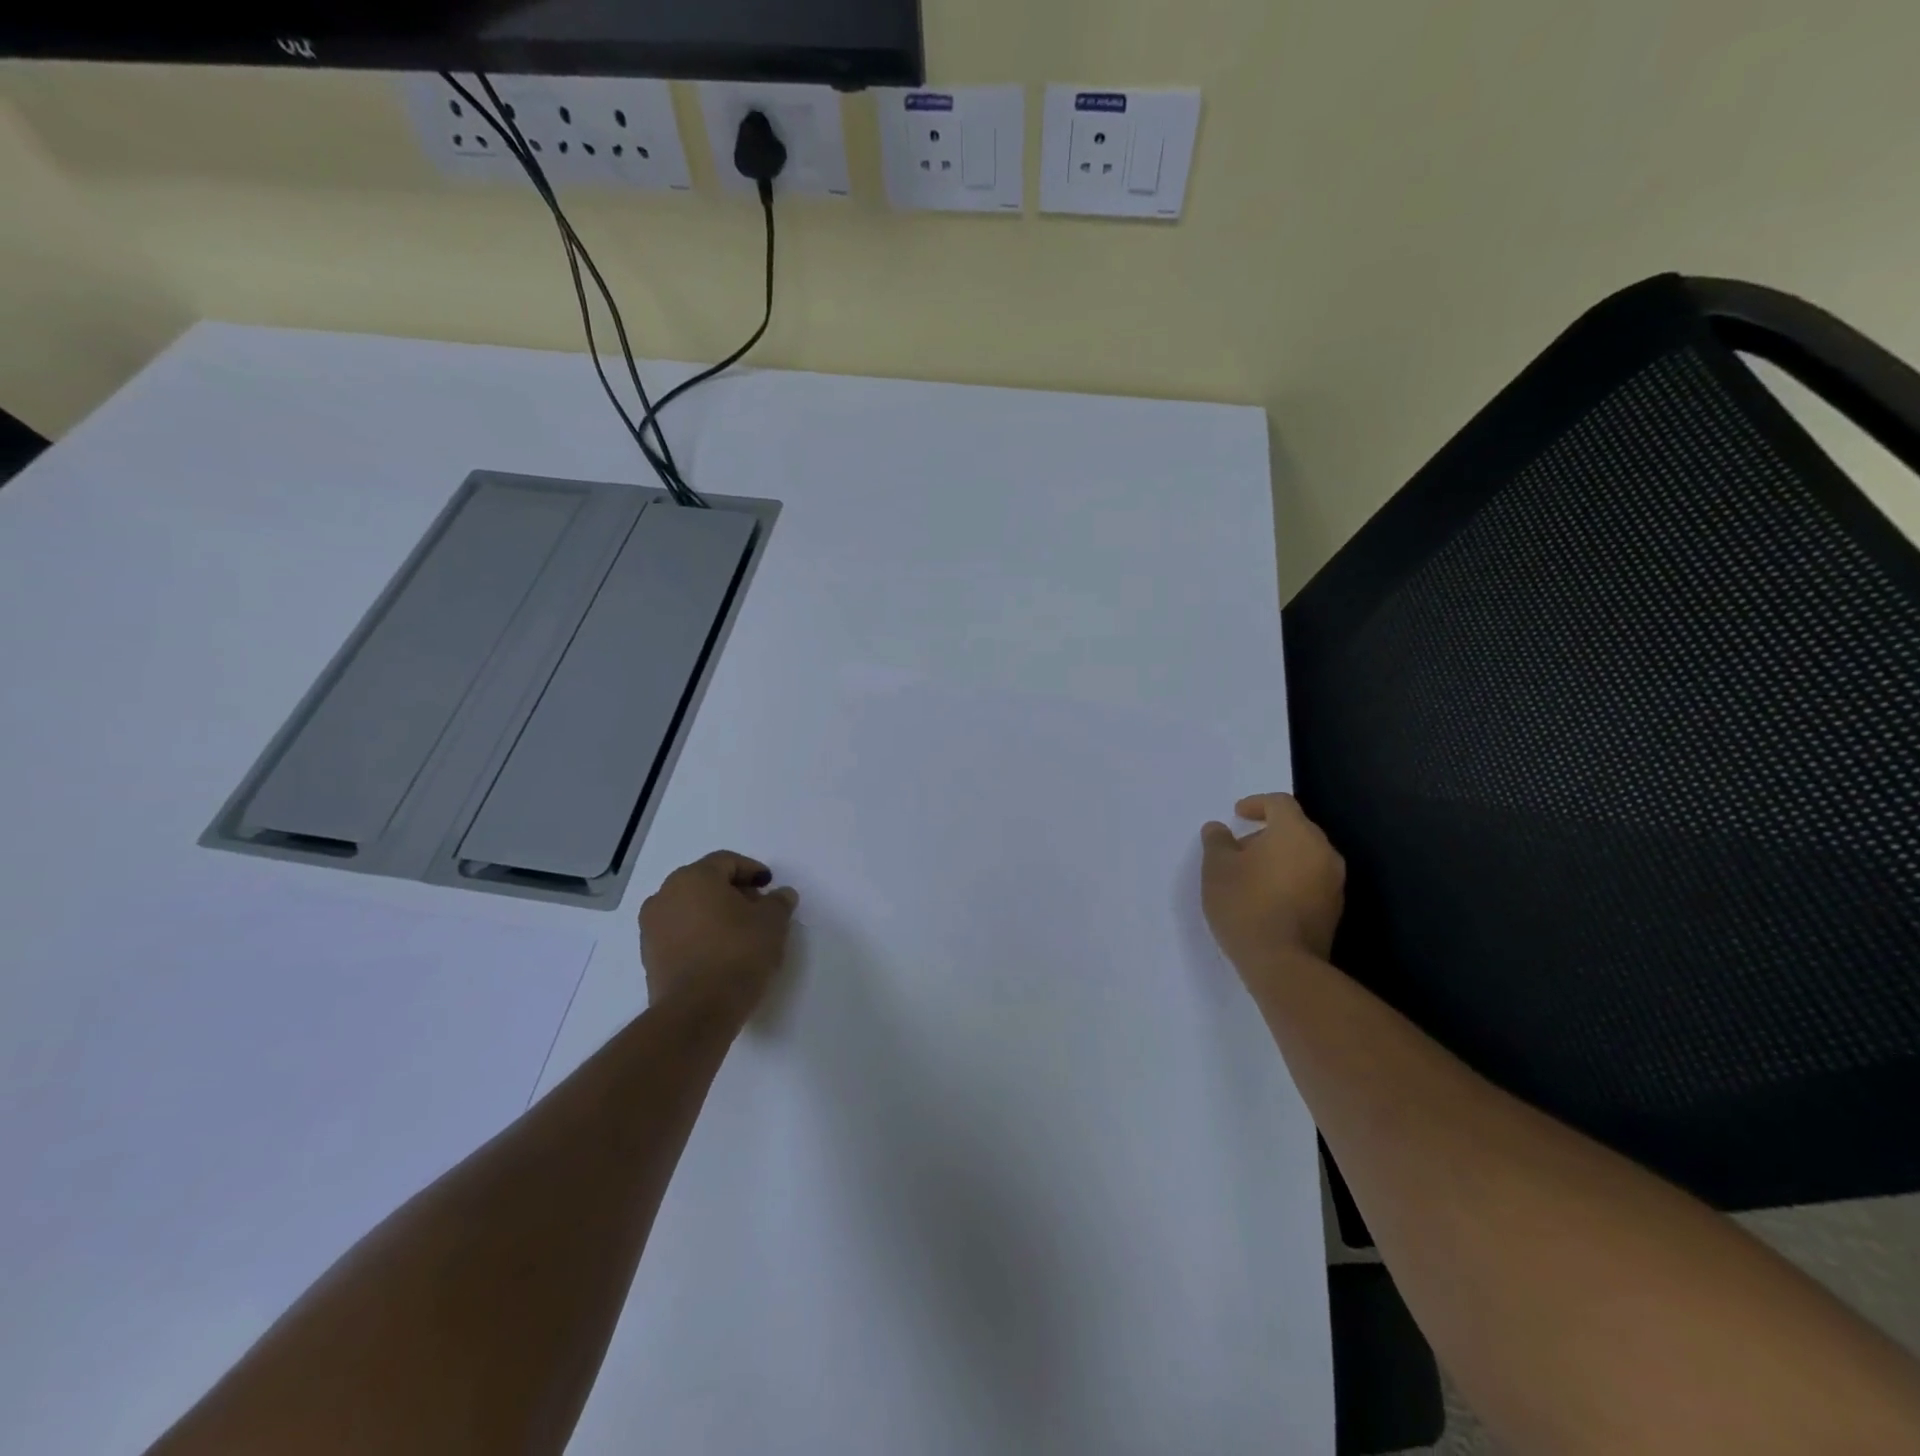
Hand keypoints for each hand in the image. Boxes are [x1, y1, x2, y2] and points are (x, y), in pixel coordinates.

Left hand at [639, 851, 798, 1015]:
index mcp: (694, 877)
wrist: (697, 1010)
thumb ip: (779, 902)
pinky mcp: (649, 955)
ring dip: (714, 913)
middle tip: (758, 908)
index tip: (769, 885)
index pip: (727, 861)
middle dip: (733, 891)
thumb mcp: (772, 923)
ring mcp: (652, 926)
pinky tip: (720, 951)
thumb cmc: (738, 953)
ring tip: (740, 933)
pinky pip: (679, 932)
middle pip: (705, 882)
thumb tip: (781, 894)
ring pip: (690, 907)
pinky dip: (699, 933)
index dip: (752, 870)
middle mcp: (666, 894)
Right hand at [1200, 793, 1345, 976]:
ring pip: (1305, 856)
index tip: (1237, 815)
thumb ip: (1217, 841)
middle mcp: (1323, 851)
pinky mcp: (1334, 909)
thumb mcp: (1216, 868)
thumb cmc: (1245, 904)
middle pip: (1295, 829)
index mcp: (1296, 832)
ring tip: (1250, 877)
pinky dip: (1290, 879)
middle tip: (1239, 850)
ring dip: (1279, 858)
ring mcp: (1334, 882)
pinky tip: (1267, 899)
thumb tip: (1219, 829)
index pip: (1279, 803)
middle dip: (1267, 833)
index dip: (1256, 804)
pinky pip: (1310, 880)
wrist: (1283, 963)